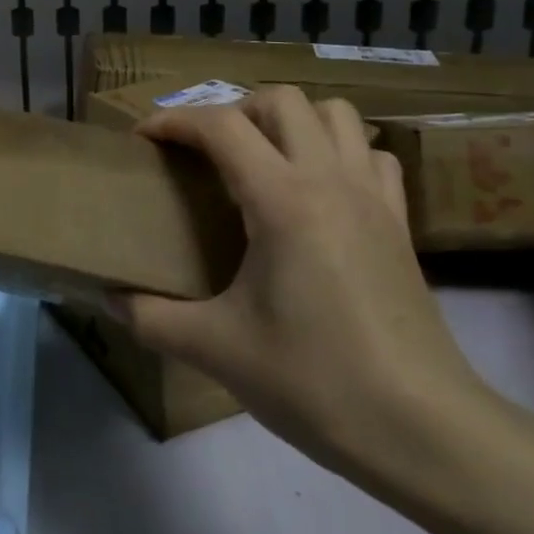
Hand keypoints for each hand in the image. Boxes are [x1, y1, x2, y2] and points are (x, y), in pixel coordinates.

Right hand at [117, 86, 497, 477]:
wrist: (425, 432)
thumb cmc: (314, 380)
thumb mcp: (214, 349)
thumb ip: (148, 317)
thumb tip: (108, 297)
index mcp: (282, 200)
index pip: (221, 126)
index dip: (174, 121)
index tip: (143, 139)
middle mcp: (330, 181)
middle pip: (281, 101)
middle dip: (233, 110)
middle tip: (204, 151)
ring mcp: (373, 199)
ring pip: (336, 115)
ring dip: (290, 121)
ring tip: (259, 159)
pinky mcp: (400, 225)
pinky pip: (370, 155)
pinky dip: (338, 151)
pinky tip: (317, 189)